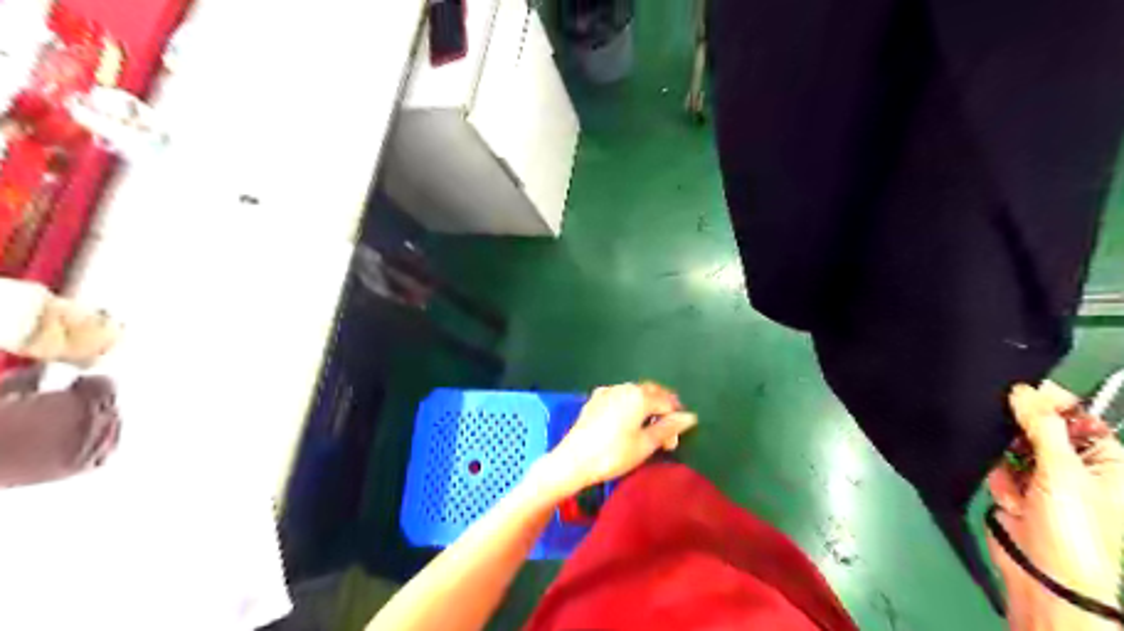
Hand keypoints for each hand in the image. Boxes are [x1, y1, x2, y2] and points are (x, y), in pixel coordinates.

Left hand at [542, 382, 698, 495]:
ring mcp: (607, 391)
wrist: (573, 460)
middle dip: (661, 411)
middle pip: (651, 393)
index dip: (675, 421)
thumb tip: (689, 417)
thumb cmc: (613, 454)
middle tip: (664, 436)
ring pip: (634, 394)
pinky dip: (628, 407)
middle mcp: (624, 387)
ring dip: (645, 408)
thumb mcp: (646, 444)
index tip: (673, 443)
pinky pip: (619, 397)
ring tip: (647, 431)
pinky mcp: (594, 400)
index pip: (667, 402)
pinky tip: (626, 423)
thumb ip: (668, 428)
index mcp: (639, 395)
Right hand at [987, 382, 1117, 626]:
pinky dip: (1000, 483)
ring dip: (1009, 466)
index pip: (1076, 417)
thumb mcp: (1063, 472)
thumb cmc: (1072, 526)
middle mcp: (1074, 466)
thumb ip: (1041, 427)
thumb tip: (1022, 390)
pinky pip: (997, 469)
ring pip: (1011, 448)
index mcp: (1105, 461)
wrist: (1042, 573)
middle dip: (1021, 439)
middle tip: (1017, 449)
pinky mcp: (1013, 490)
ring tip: (1021, 492)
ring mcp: (1042, 479)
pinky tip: (1012, 502)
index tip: (1019, 390)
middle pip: (1038, 430)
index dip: (1050, 402)